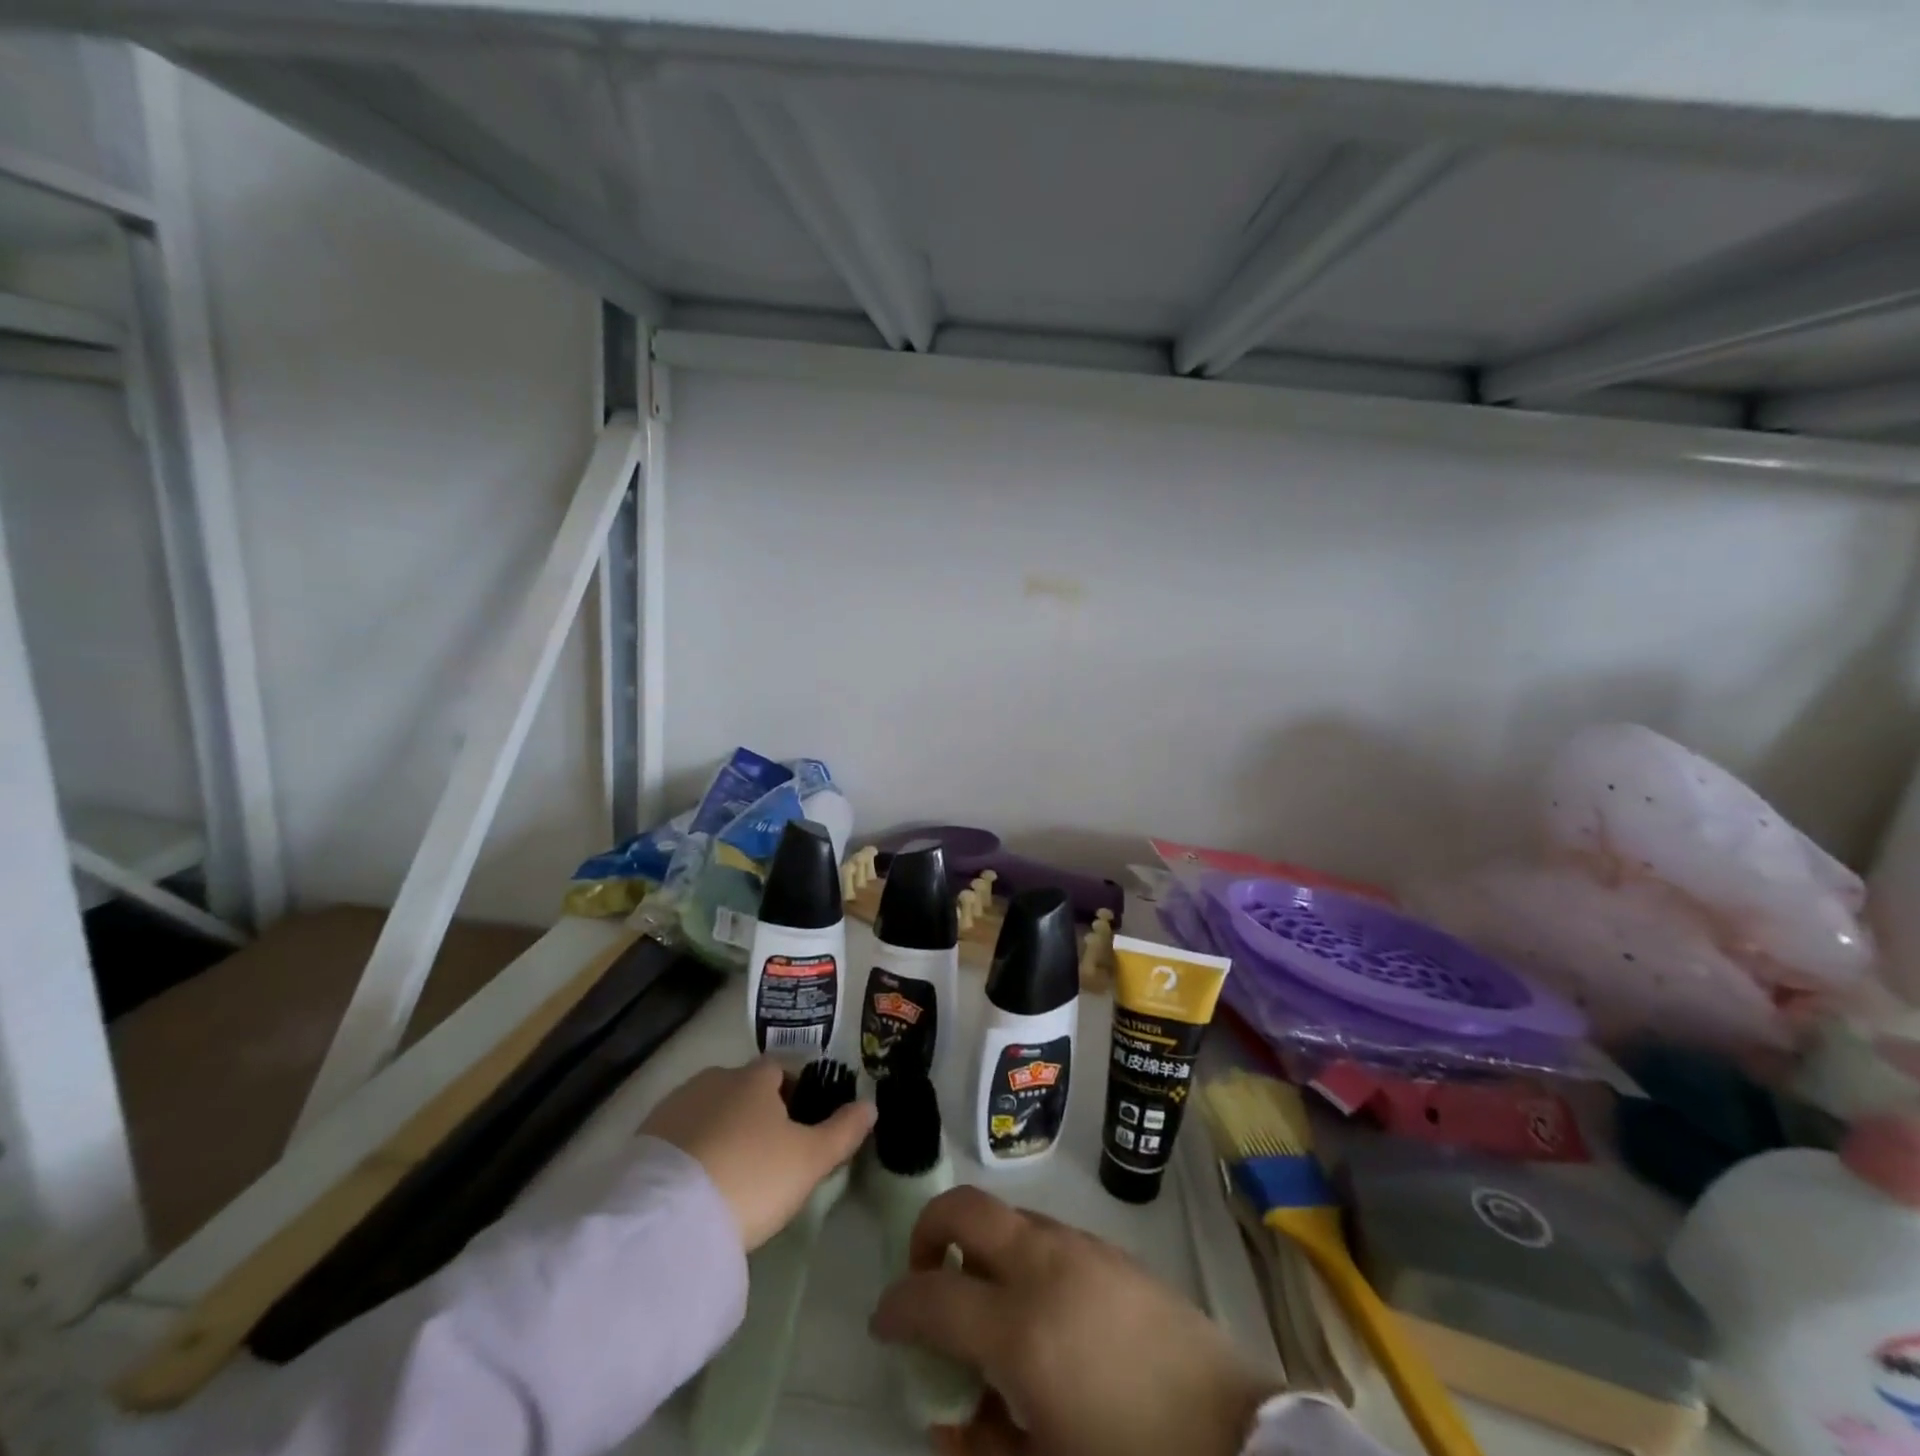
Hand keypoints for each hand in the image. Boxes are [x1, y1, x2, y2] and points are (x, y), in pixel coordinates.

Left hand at [640, 1061, 874, 1251]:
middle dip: (753, 1112)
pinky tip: (697, 1183)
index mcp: (754, 1078)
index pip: (778, 1071)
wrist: (669, 1221)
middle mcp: (714, 1079)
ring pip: (708, 1110)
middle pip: (741, 1088)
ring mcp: (674, 1106)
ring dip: (720, 1130)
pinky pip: (678, 1136)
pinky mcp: (643, 1138)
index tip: (797, 1127)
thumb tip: (871, 1105)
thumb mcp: (810, 1160)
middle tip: (765, 1155)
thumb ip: (843, 1131)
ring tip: (730, 1173)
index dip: (791, 1094)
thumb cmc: (752, 1178)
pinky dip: (691, 1150)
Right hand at [871, 1186, 1277, 1455]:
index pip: (931, 1295)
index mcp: (1019, 1328)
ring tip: (988, 1302)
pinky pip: (1046, 1231)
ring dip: (981, 1244)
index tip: (884, 1322)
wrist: (1236, 1438)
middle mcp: (1043, 1266)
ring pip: (1007, 1216)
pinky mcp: (1110, 1248)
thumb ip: (983, 1444)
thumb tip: (948, 1416)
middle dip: (930, 1231)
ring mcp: (1079, 1247)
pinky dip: (1021, 1252)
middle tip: (927, 1276)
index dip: (896, 1306)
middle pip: (965, 1209)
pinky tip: (1041, 1306)